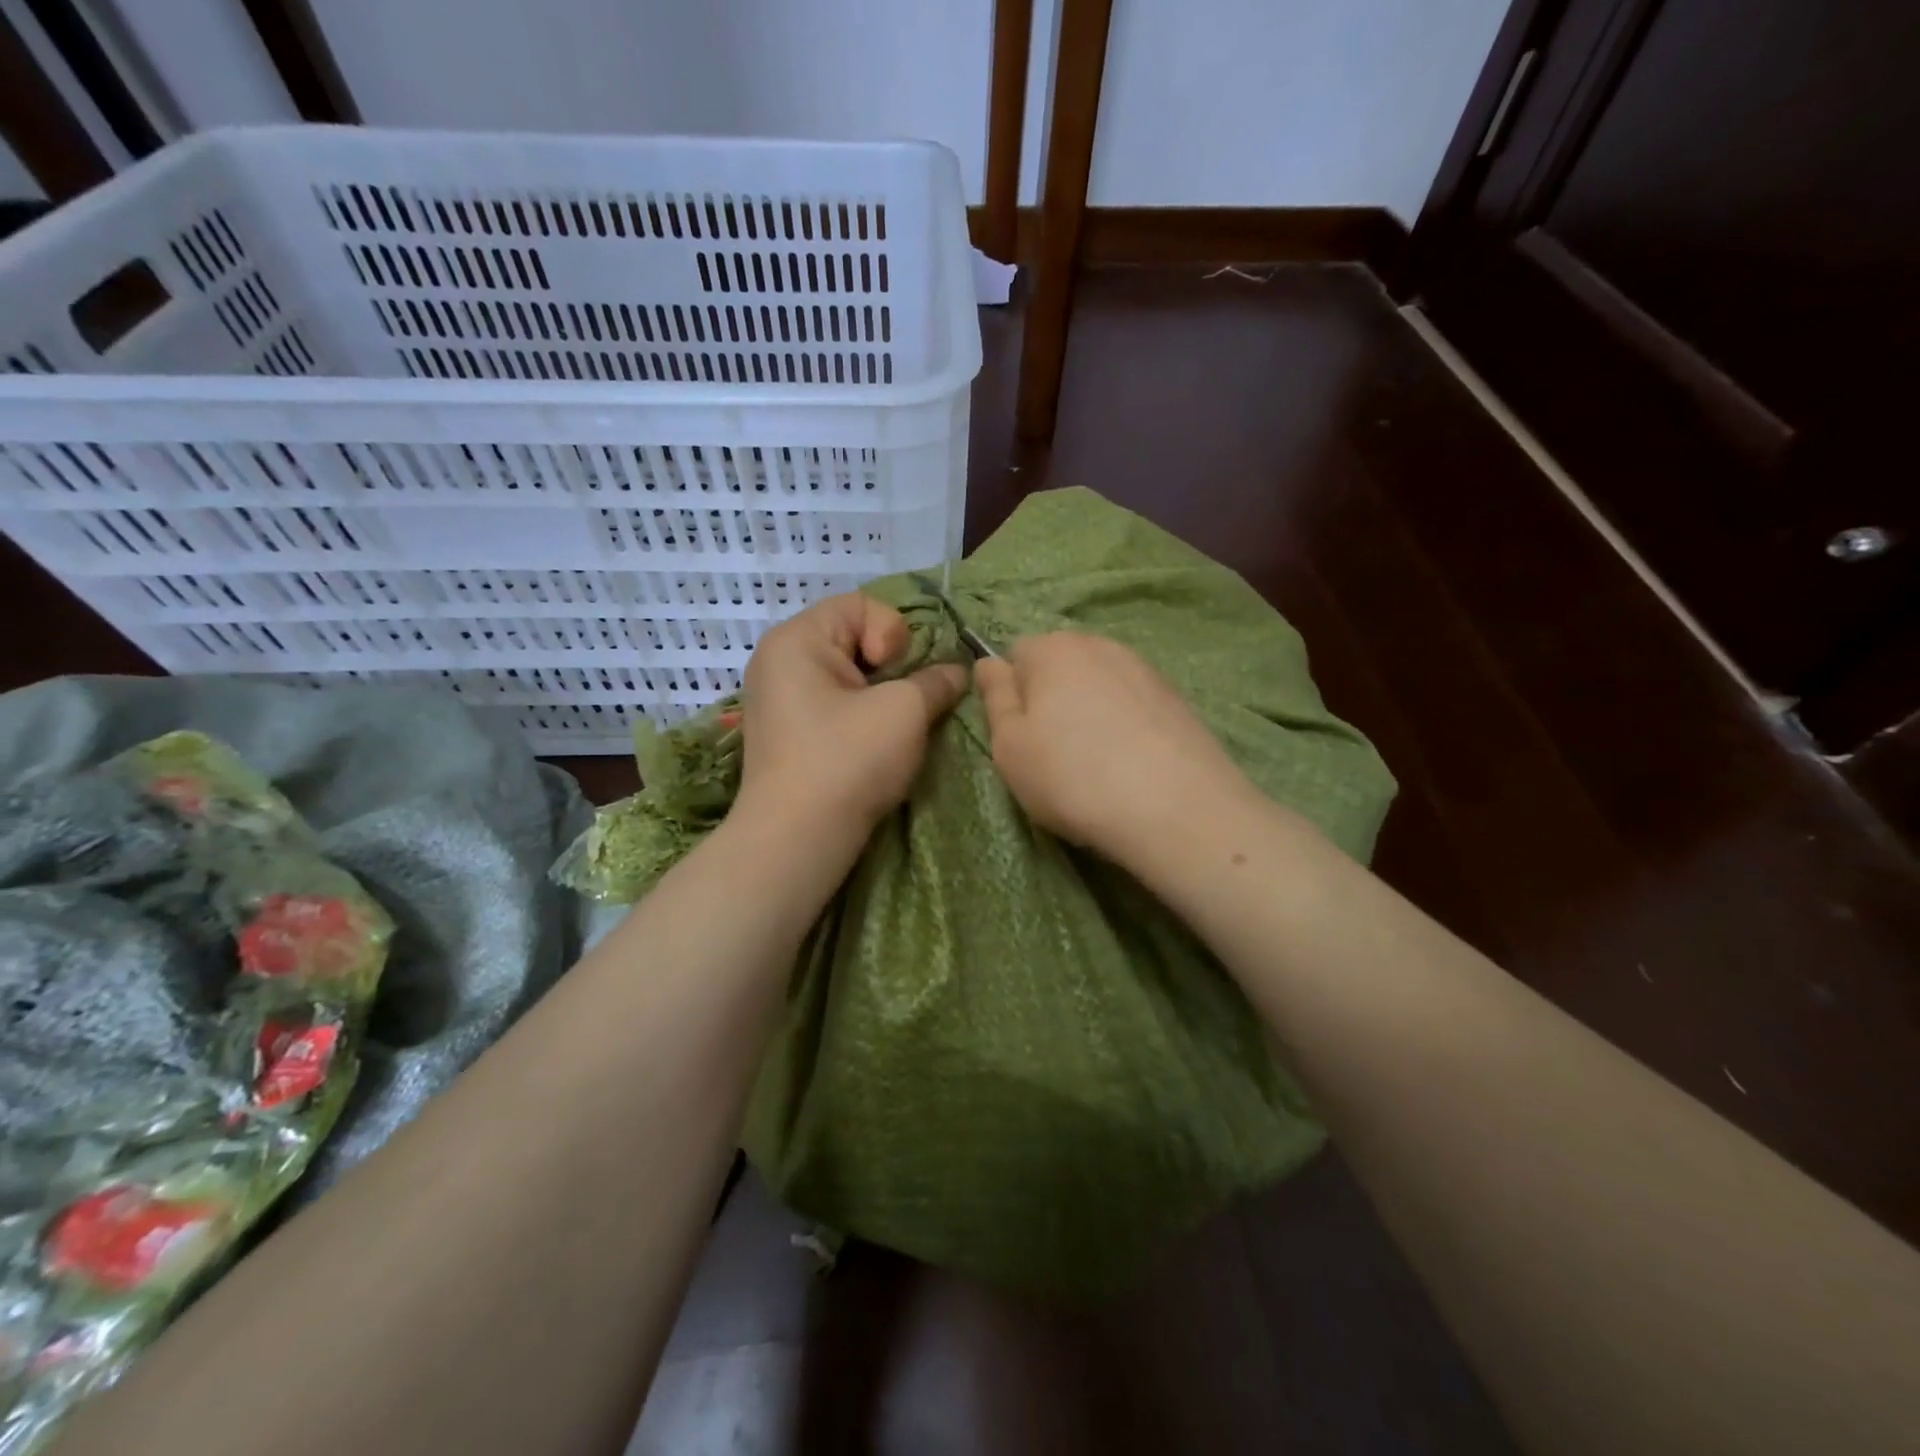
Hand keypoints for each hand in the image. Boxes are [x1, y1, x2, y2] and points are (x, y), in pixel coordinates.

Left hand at [735, 594, 967, 837]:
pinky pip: (832, 703)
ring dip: (880, 694)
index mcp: (796, 639)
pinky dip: (859, 714)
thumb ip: (936, 681)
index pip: (861, 604)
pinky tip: (871, 745)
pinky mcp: (787, 732)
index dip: (893, 633)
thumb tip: (956, 672)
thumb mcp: (904, 712)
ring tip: (892, 728)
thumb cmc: (848, 760)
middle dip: (890, 667)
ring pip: (848, 675)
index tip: (895, 675)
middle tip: (901, 704)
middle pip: (853, 637)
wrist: (795, 839)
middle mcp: (779, 660)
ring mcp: (779, 698)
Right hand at [974, 633, 1255, 861]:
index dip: (1010, 694)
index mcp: (1052, 648)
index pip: (1015, 654)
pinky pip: (1131, 705)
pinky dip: (1123, 726)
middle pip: (1059, 666)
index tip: (1018, 736)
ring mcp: (1144, 669)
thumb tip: (989, 663)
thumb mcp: (1009, 746)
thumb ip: (995, 698)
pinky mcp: (1177, 698)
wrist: (1177, 809)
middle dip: (1050, 699)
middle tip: (1052, 753)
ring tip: (1095, 763)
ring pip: (1098, 685)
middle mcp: (1100, 645)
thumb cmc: (1073, 777)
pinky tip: (1130, 765)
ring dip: (1088, 713)